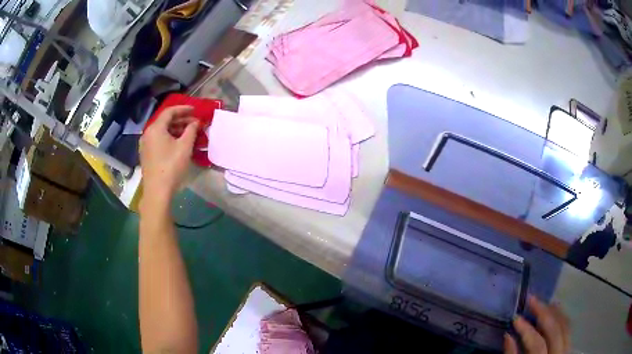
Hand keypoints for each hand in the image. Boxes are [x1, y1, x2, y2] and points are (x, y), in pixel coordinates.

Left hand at [140, 105, 198, 204]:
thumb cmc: (171, 166)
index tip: (195, 110)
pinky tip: (178, 144)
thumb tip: (195, 122)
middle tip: (195, 123)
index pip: (170, 111)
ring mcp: (145, 144)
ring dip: (176, 130)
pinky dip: (169, 138)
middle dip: (181, 120)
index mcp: (156, 128)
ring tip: (189, 134)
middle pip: (165, 121)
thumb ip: (191, 130)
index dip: (183, 109)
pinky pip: (158, 140)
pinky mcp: (146, 154)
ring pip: (162, 131)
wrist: (157, 191)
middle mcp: (148, 133)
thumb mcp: (185, 146)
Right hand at [505, 296, 569, 353]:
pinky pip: (568, 327)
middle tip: (531, 299)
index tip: (516, 318)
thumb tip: (508, 335)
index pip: (537, 345)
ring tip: (543, 302)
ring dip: (554, 312)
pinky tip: (555, 311)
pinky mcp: (569, 345)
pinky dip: (562, 317)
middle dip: (543, 312)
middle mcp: (559, 353)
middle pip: (554, 330)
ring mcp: (567, 349)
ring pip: (565, 325)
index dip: (527, 331)